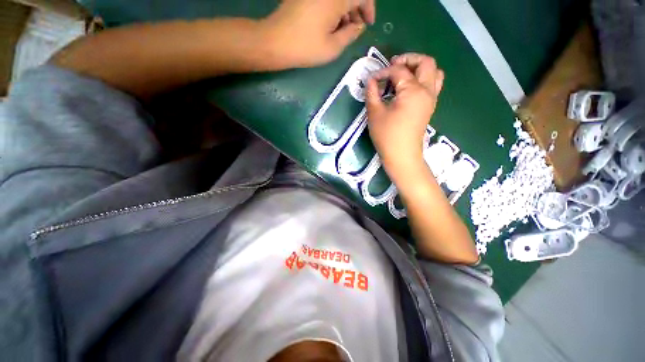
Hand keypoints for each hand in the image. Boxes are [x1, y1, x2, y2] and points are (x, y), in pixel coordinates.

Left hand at [263, 0, 374, 67]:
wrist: (276, 42)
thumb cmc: (306, 48)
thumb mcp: (333, 47)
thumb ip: (351, 34)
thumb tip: (359, 26)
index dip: (369, 9)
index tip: (368, 23)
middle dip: (356, 10)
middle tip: (355, 29)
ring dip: (344, 10)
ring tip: (342, 30)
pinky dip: (332, 8)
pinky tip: (329, 24)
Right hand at [366, 53, 443, 182]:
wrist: (401, 155)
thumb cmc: (387, 136)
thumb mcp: (375, 113)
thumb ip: (372, 93)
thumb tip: (371, 81)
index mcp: (413, 91)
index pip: (399, 71)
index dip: (383, 72)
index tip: (372, 80)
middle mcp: (427, 90)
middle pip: (426, 62)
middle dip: (409, 59)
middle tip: (393, 65)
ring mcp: (431, 99)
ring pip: (434, 72)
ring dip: (419, 68)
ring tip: (403, 74)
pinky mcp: (429, 107)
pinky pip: (433, 84)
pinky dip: (423, 79)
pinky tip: (408, 88)